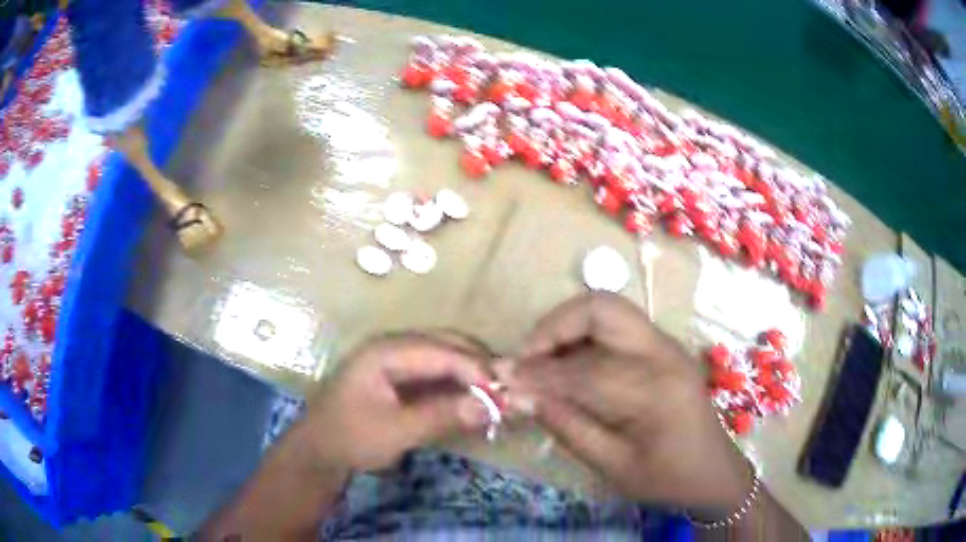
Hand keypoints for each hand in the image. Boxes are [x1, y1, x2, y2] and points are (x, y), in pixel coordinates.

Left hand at [300, 334, 492, 471]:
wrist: (319, 451)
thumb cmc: (350, 438)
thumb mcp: (395, 431)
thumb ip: (442, 415)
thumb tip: (490, 406)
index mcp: (385, 351)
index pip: (441, 351)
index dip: (475, 368)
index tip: (504, 391)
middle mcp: (392, 346)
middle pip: (444, 344)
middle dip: (477, 363)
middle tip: (507, 388)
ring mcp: (394, 359)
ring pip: (442, 356)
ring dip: (469, 372)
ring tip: (495, 392)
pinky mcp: (397, 376)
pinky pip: (435, 371)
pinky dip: (456, 383)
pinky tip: (472, 397)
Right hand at [506, 293, 751, 512]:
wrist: (714, 470)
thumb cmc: (667, 478)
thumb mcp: (613, 466)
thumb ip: (566, 425)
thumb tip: (518, 394)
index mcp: (655, 391)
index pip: (582, 370)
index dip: (536, 373)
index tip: (500, 377)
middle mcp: (663, 353)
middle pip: (600, 308)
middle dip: (553, 326)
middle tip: (526, 360)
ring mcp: (666, 344)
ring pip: (607, 308)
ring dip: (567, 327)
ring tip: (542, 362)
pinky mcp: (663, 346)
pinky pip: (616, 324)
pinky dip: (583, 334)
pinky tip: (569, 364)